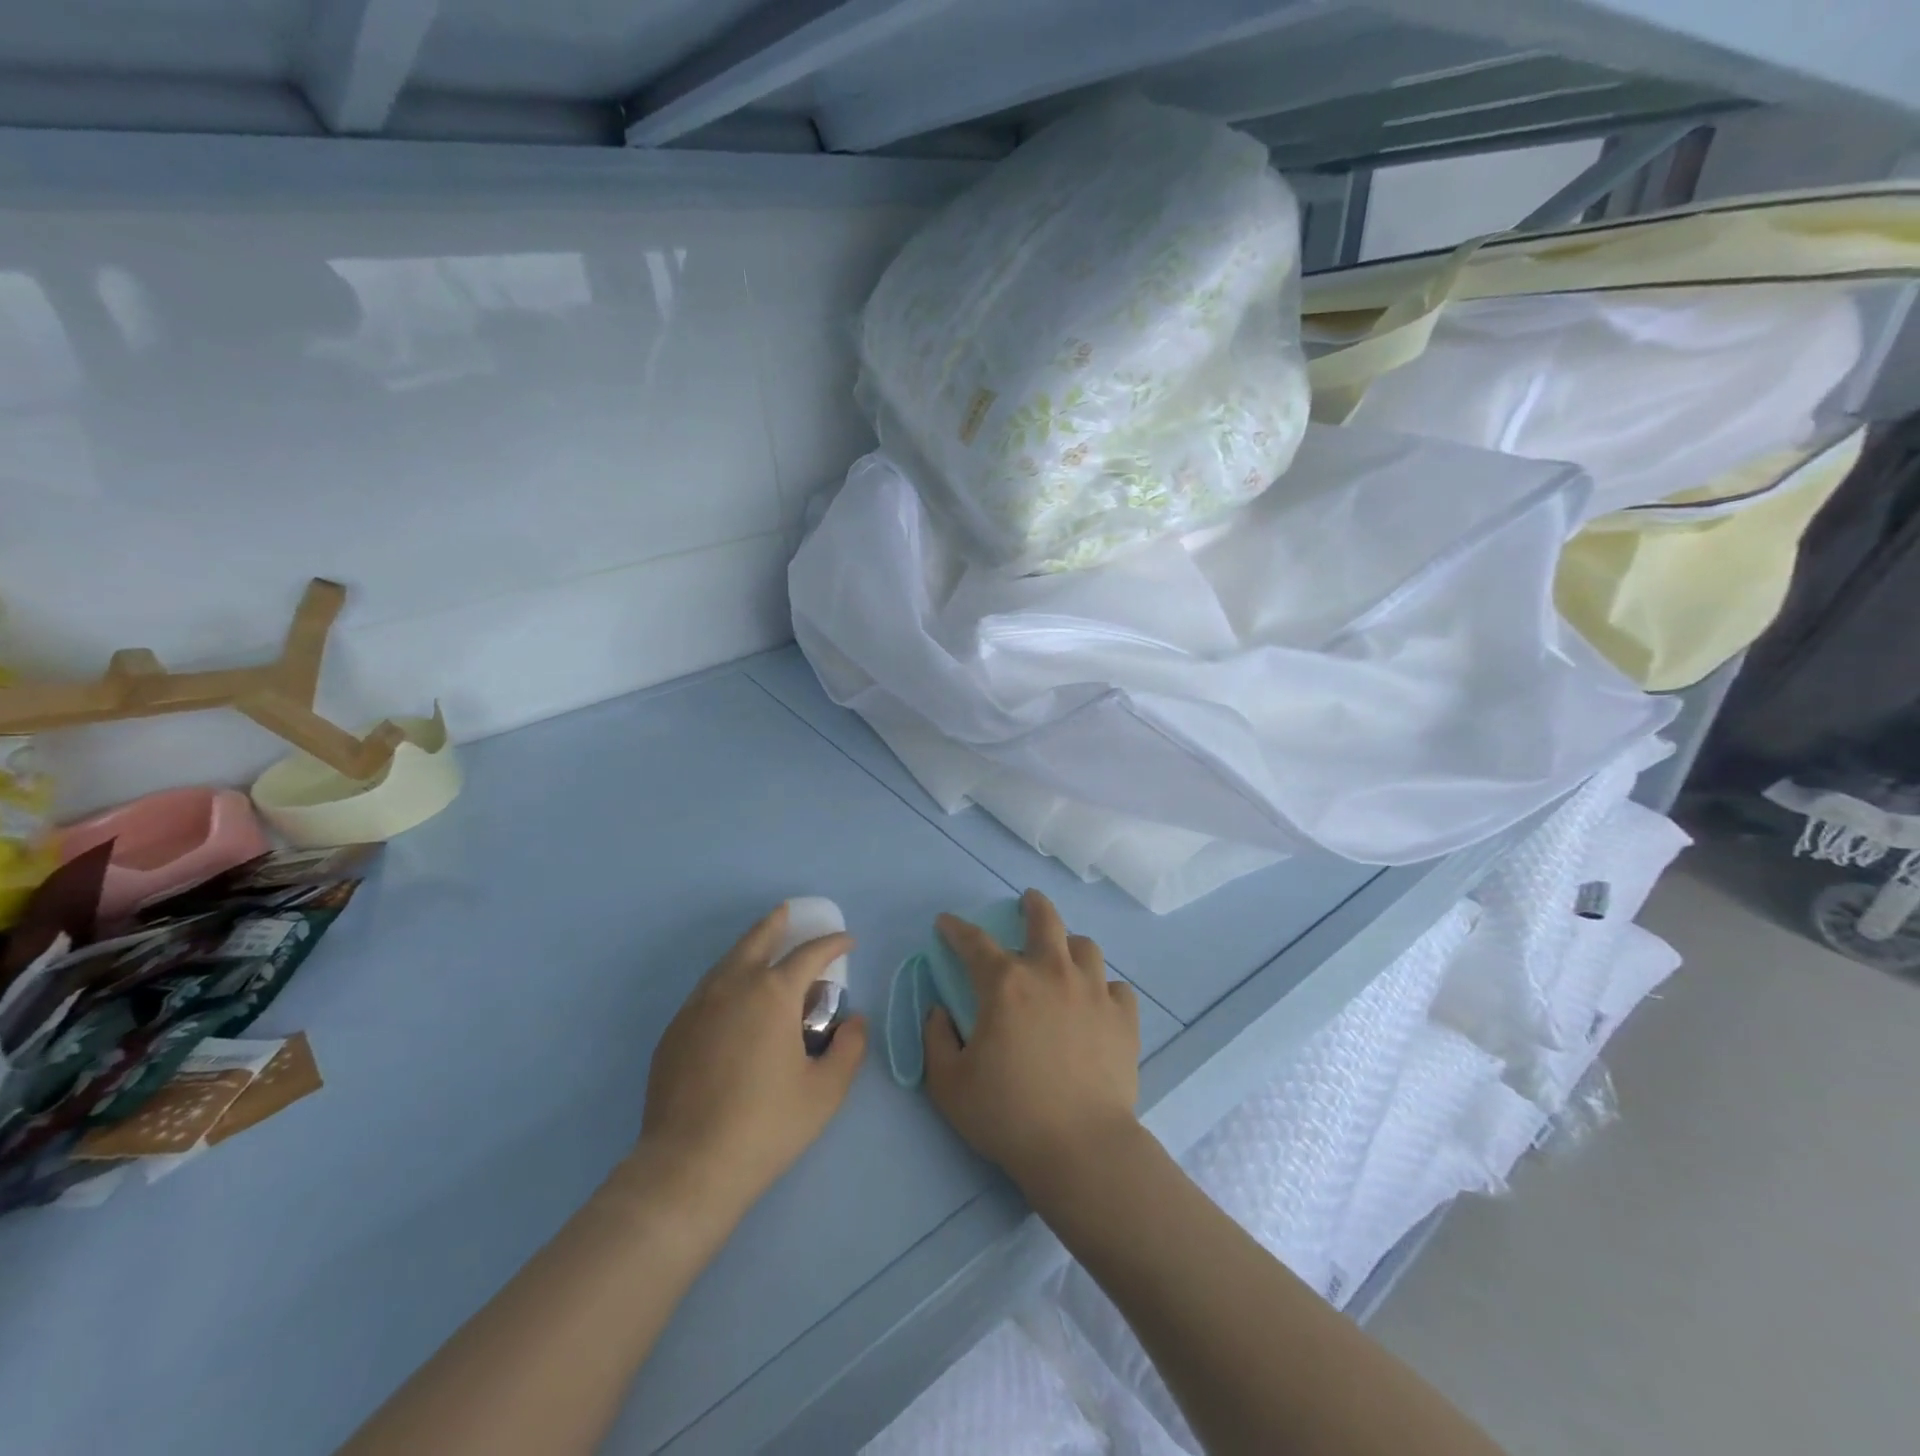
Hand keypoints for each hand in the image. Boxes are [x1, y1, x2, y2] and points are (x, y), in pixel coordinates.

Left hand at [625, 905, 867, 1227]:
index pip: (810, 954)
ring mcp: (697, 1006)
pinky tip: (733, 999)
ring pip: (727, 961)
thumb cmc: (766, 1125)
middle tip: (789, 914)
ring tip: (763, 948)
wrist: (688, 1167)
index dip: (833, 943)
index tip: (847, 941)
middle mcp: (733, 986)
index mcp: (773, 993)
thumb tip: (855, 1021)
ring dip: (749, 948)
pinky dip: (727, 979)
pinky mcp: (675, 1030)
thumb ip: (849, 1048)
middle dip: (777, 923)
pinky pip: (707, 990)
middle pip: (757, 939)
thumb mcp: (825, 1091)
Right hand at [923, 889, 1140, 1198]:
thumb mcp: (949, 1084)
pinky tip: (1095, 1002)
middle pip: (1045, 920)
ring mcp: (1092, 992)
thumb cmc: (1008, 1115)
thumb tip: (939, 1011)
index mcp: (1006, 984)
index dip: (956, 928)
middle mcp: (1051, 973)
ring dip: (1069, 945)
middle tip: (1027, 901)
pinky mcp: (1122, 1017)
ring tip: (1063, 955)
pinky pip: (1115, 987)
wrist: (1081, 1148)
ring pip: (1085, 946)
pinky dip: (1102, 988)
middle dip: (1032, 905)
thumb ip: (935, 1039)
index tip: (946, 924)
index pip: (974, 941)